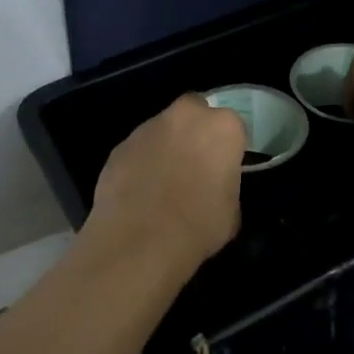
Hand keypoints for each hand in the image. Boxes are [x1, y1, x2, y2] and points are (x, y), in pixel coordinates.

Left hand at [86, 95, 246, 269]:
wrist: (140, 241)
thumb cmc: (198, 226)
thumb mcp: (231, 212)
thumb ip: (226, 185)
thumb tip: (214, 187)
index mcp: (221, 127)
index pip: (233, 127)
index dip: (229, 148)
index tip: (225, 168)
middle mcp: (184, 117)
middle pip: (194, 111)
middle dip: (196, 130)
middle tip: (196, 162)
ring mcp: (147, 128)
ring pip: (162, 128)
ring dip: (166, 145)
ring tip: (163, 181)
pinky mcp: (119, 146)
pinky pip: (138, 150)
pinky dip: (141, 162)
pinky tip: (139, 191)